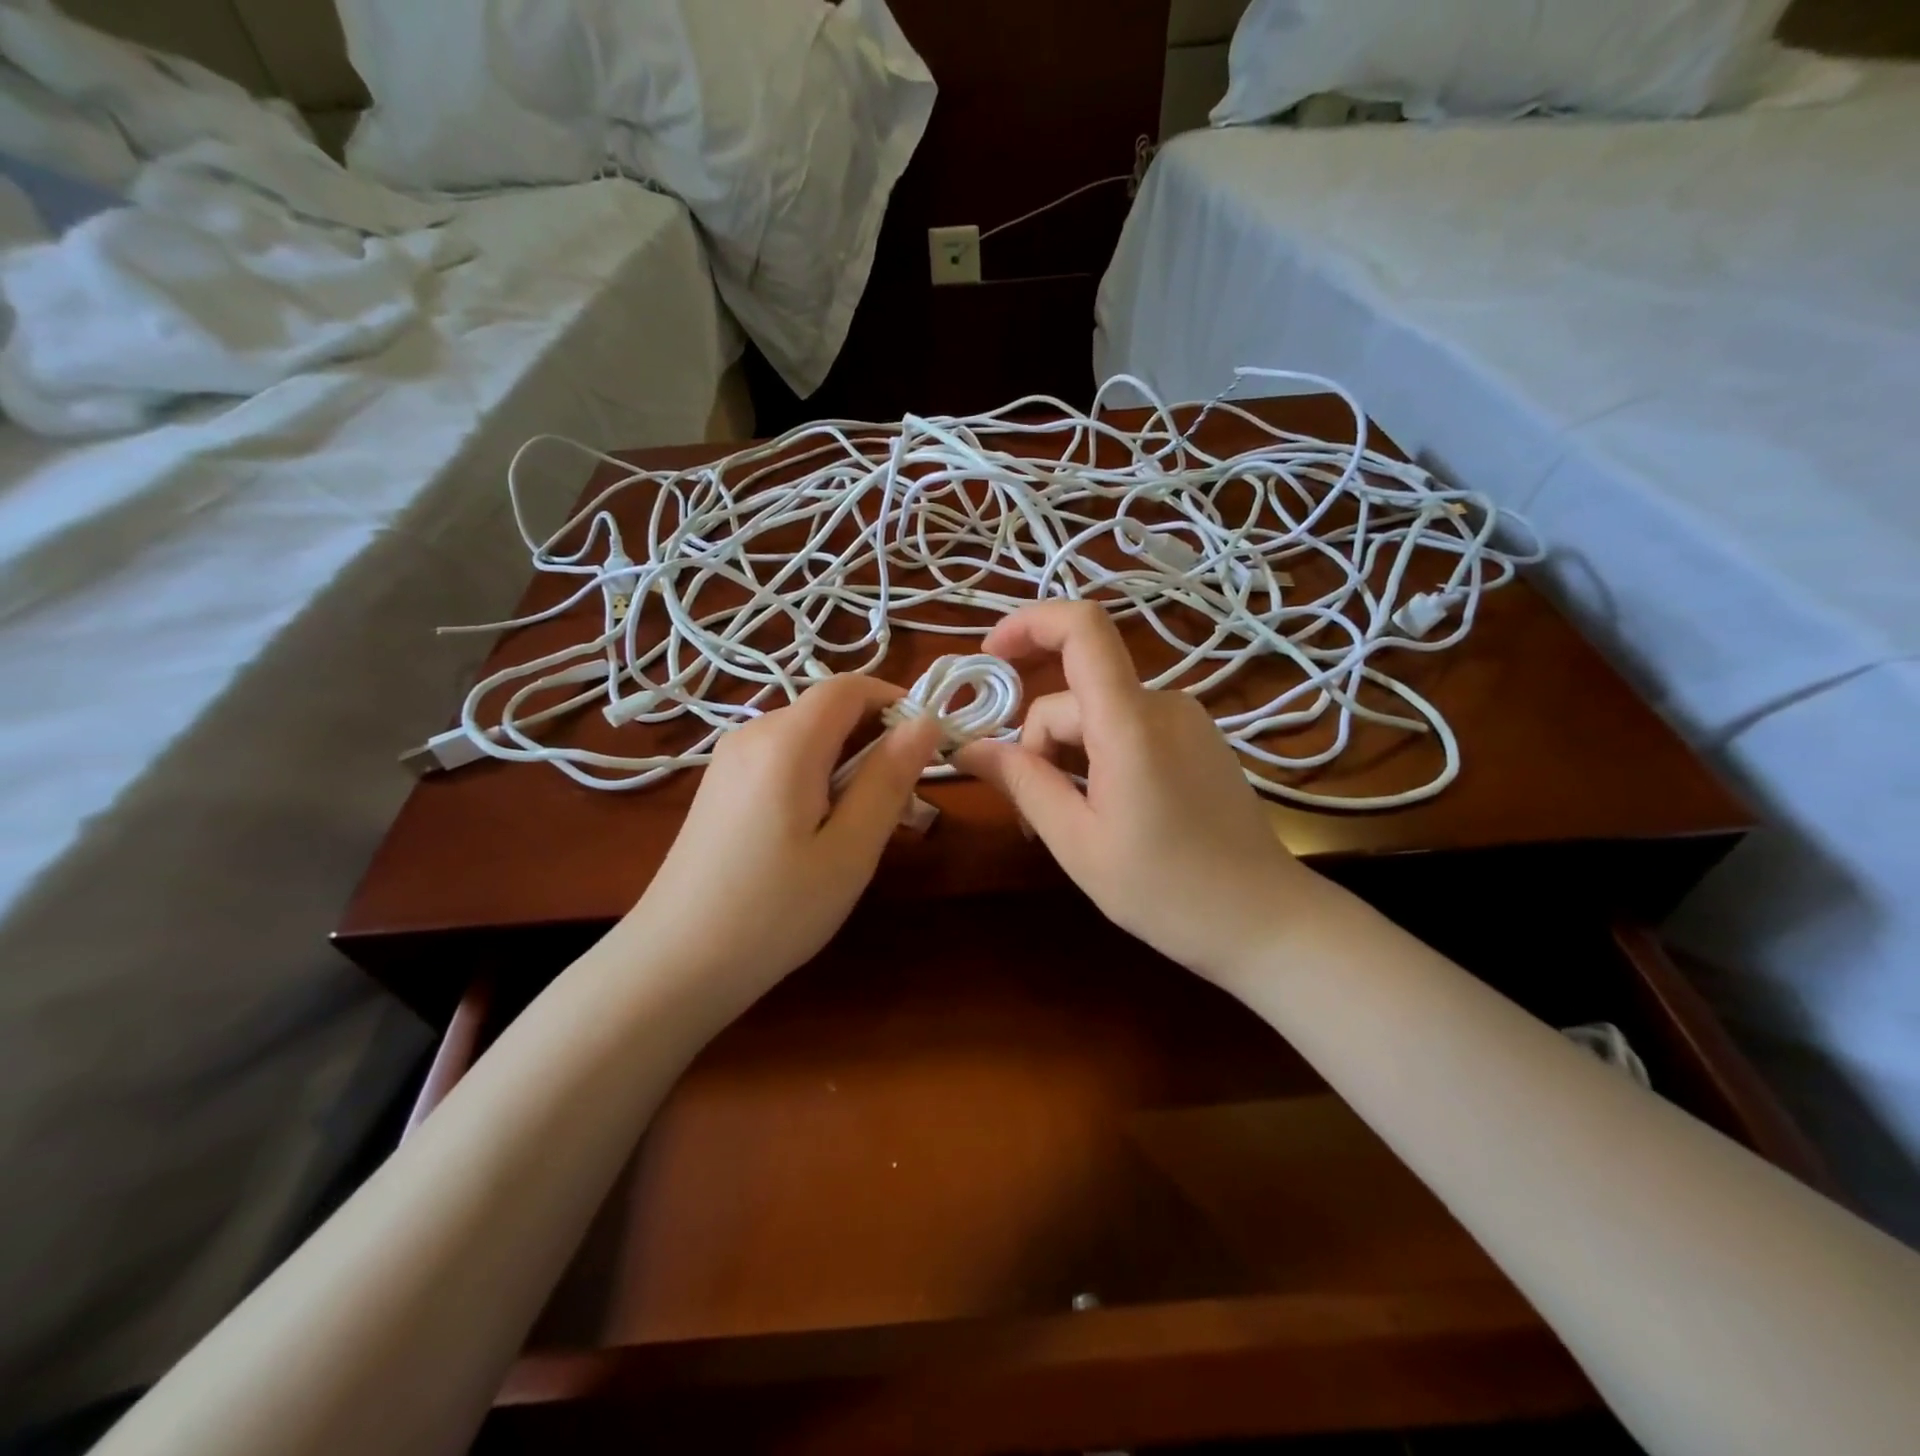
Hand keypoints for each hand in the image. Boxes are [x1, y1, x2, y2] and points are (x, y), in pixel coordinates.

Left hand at [623, 675, 943, 992]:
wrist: (675, 964)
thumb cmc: (774, 911)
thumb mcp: (850, 849)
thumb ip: (889, 778)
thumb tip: (925, 722)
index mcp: (785, 741)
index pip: (849, 687)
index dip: (895, 701)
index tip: (928, 746)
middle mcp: (752, 735)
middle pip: (827, 711)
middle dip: (875, 740)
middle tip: (902, 803)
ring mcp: (729, 761)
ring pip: (807, 738)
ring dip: (848, 763)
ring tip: (864, 826)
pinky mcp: (720, 787)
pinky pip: (782, 761)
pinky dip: (816, 778)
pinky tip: (819, 832)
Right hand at [957, 601, 1319, 985]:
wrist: (1266, 921)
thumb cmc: (1167, 891)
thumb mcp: (1078, 843)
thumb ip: (1023, 783)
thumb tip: (968, 748)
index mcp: (1131, 723)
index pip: (1082, 628)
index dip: (1028, 624)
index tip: (989, 658)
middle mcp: (1162, 705)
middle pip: (1075, 695)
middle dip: (1038, 742)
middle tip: (1029, 814)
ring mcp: (1186, 721)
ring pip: (1099, 715)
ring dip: (1067, 756)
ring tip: (1068, 824)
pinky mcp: (1198, 740)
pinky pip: (1129, 728)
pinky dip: (1099, 756)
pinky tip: (1104, 811)